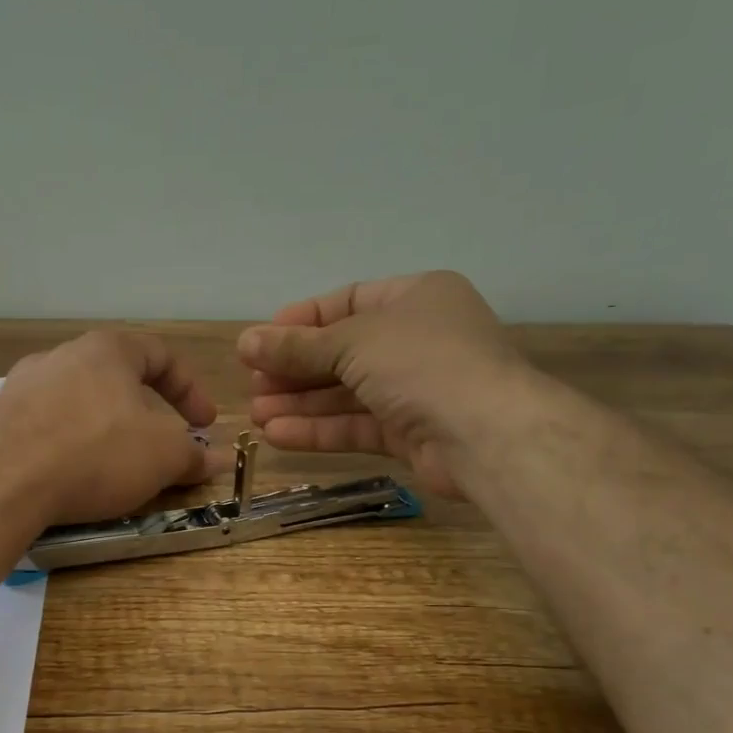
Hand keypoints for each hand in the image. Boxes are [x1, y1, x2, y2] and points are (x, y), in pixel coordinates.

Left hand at [0, 331, 221, 525]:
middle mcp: (59, 357)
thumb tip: (216, 458)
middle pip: (109, 373)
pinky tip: (34, 447)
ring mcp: (16, 386)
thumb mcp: (162, 457)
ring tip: (98, 448)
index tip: (204, 424)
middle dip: (137, 405)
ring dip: (86, 414)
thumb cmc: (97, 454)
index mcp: (107, 352)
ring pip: (62, 391)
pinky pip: (16, 415)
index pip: (160, 355)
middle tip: (153, 438)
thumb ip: (192, 454)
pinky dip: (32, 428)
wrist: (4, 483)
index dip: (189, 389)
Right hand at [237, 270, 523, 499]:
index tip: (260, 341)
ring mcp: (415, 389)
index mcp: (415, 298)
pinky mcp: (410, 433)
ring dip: (300, 403)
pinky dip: (318, 429)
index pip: (347, 302)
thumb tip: (245, 342)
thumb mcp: (352, 342)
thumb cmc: (422, 363)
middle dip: (294, 369)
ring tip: (256, 413)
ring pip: (346, 393)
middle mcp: (417, 339)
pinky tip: (278, 434)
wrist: (486, 433)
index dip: (301, 321)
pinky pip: (356, 425)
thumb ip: (297, 347)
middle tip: (252, 384)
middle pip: (342, 352)